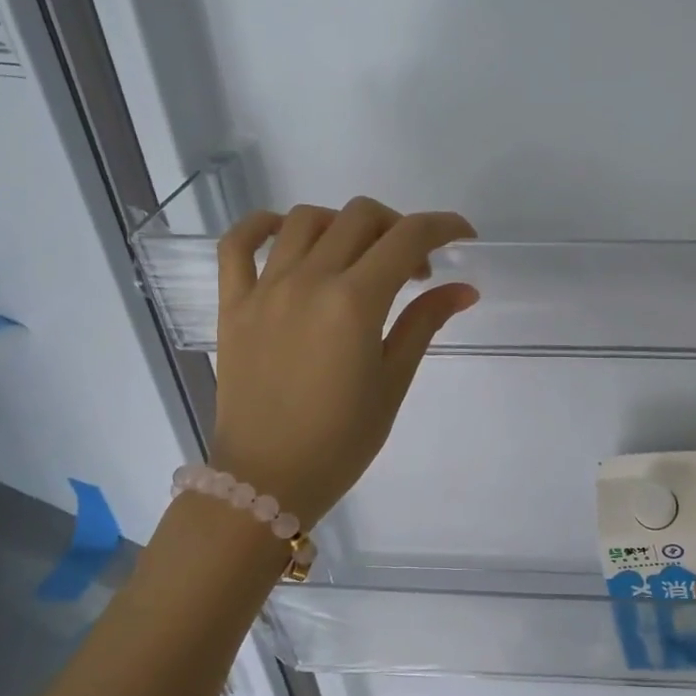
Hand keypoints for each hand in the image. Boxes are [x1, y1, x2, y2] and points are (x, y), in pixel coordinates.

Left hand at [211, 198, 477, 526]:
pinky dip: (263, 226)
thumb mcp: (393, 382)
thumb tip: (463, 290)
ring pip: (306, 219)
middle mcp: (308, 280)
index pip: (407, 238)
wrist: (267, 479)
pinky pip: (238, 243)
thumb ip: (425, 324)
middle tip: (412, 268)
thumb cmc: (341, 440)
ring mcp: (264, 288)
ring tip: (358, 258)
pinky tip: (286, 235)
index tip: (463, 236)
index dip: (443, 227)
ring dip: (344, 225)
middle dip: (399, 228)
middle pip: (361, 217)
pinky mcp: (233, 303)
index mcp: (354, 302)